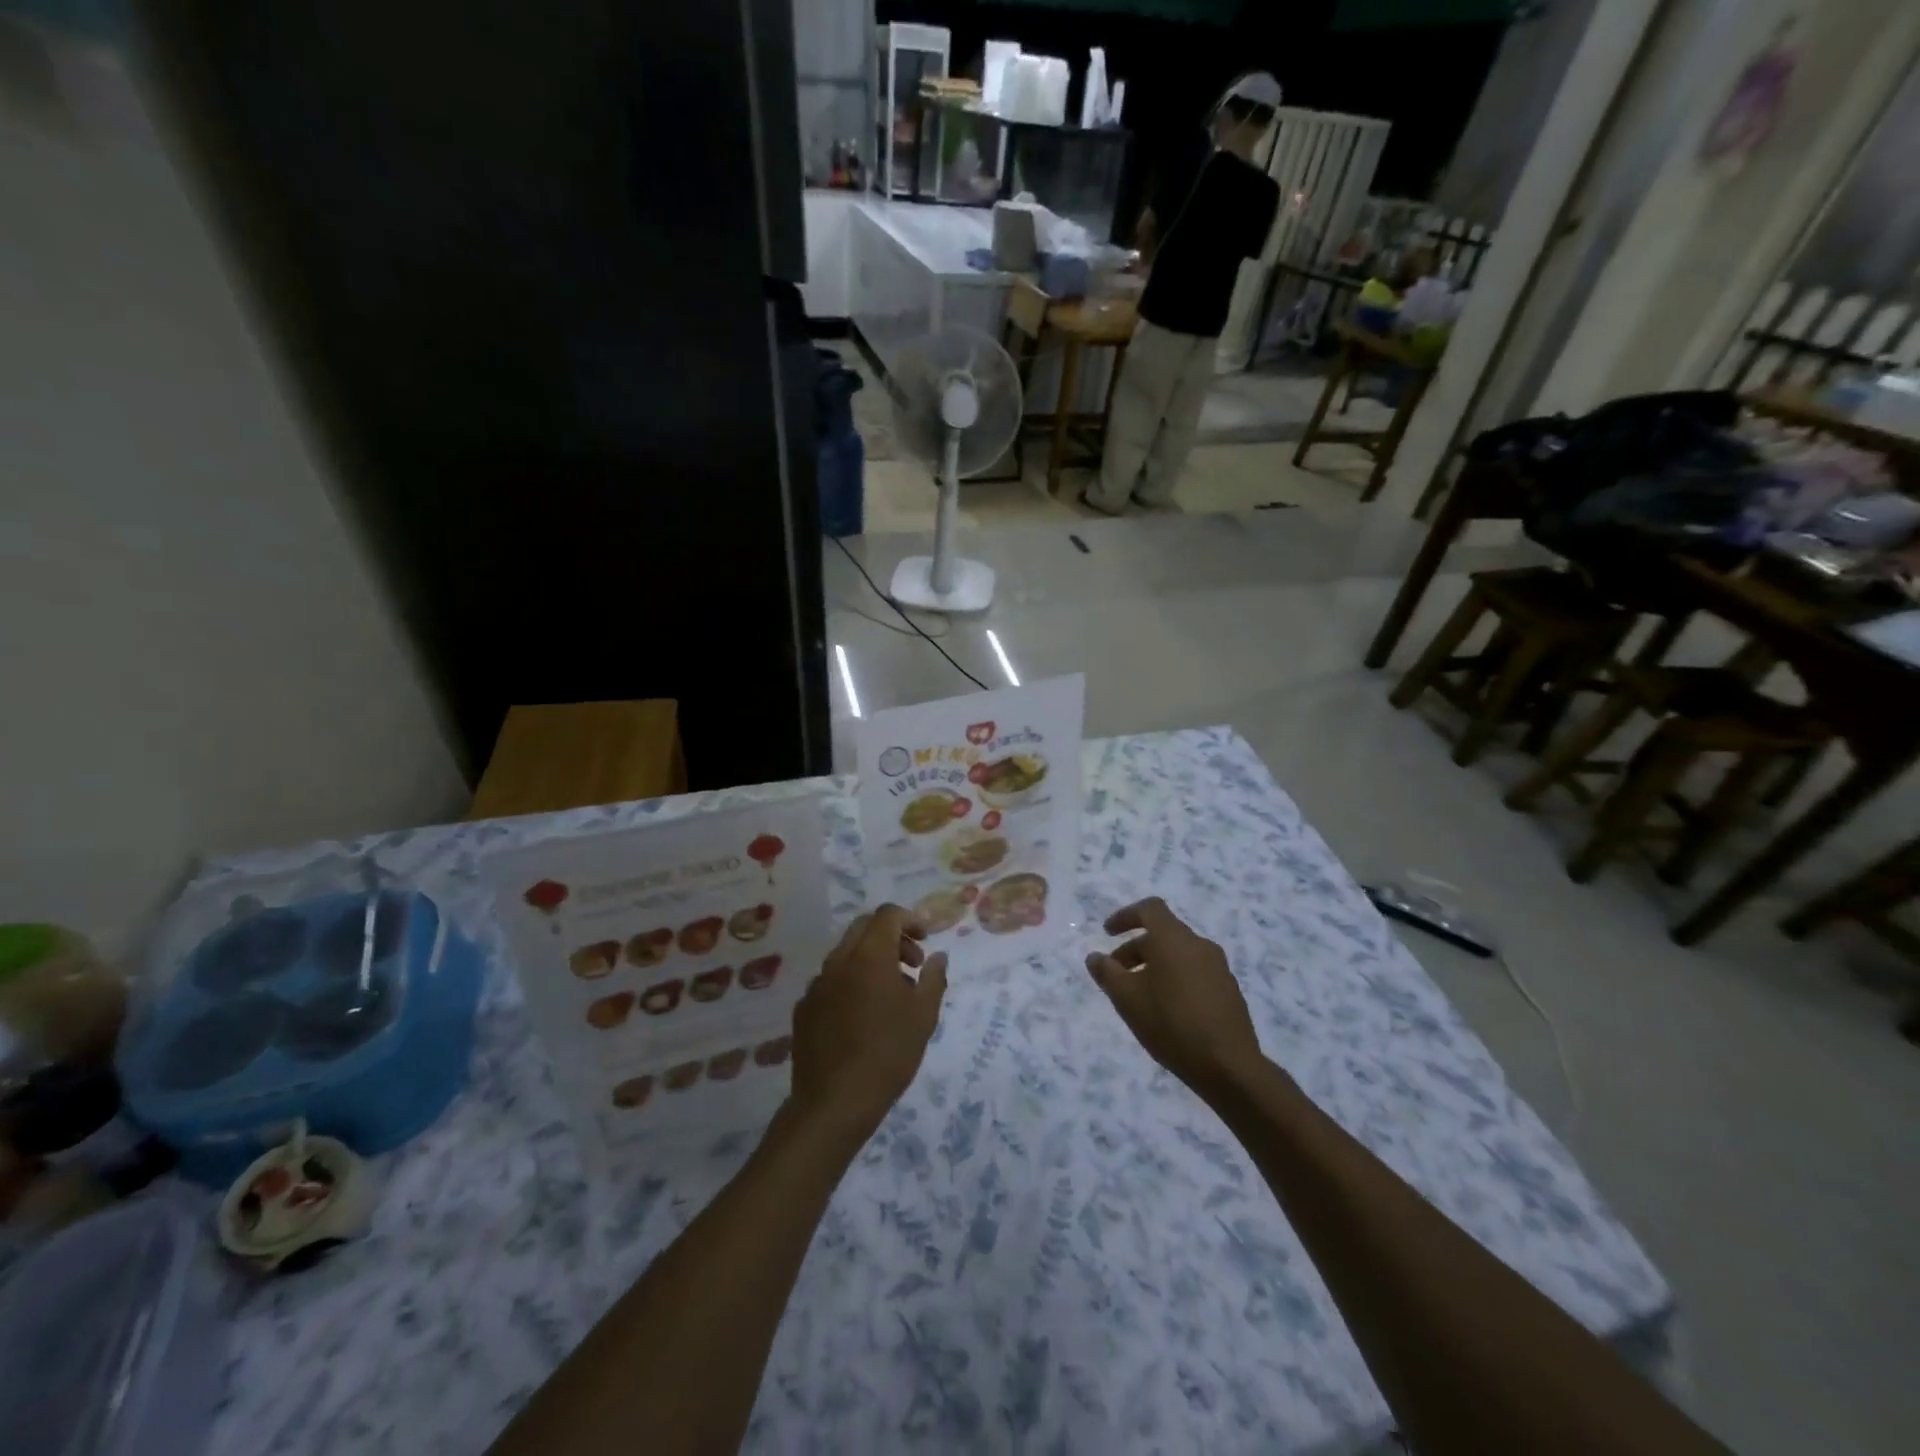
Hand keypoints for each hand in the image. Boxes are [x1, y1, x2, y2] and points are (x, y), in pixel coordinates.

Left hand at [790, 905, 947, 1143]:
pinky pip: (831, 981)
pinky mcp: (804, 1008)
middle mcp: (838, 960)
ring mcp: (816, 984)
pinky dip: (850, 983)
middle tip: (912, 964)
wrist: (835, 1102)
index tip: (926, 941)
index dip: (910, 919)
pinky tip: (862, 1017)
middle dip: (891, 937)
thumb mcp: (924, 1016)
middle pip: (864, 927)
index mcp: (869, 955)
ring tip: (891, 995)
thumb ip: (934, 978)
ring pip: (846, 954)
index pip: (887, 914)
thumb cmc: (888, 1054)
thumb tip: (938, 957)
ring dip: (871, 960)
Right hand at [1086, 897, 1261, 1093]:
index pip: (1150, 909)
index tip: (1107, 933)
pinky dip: (1175, 979)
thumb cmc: (1171, 1023)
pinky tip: (1167, 1010)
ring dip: (1155, 966)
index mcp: (1174, 939)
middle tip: (1116, 974)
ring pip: (1179, 955)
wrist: (1229, 1066)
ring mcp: (1219, 968)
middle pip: (1163, 934)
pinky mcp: (1230, 991)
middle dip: (1135, 949)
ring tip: (1140, 996)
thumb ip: (1107, 973)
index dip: (1125, 916)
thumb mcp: (1127, 999)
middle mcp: (1199, 945)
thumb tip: (1094, 957)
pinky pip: (1195, 973)